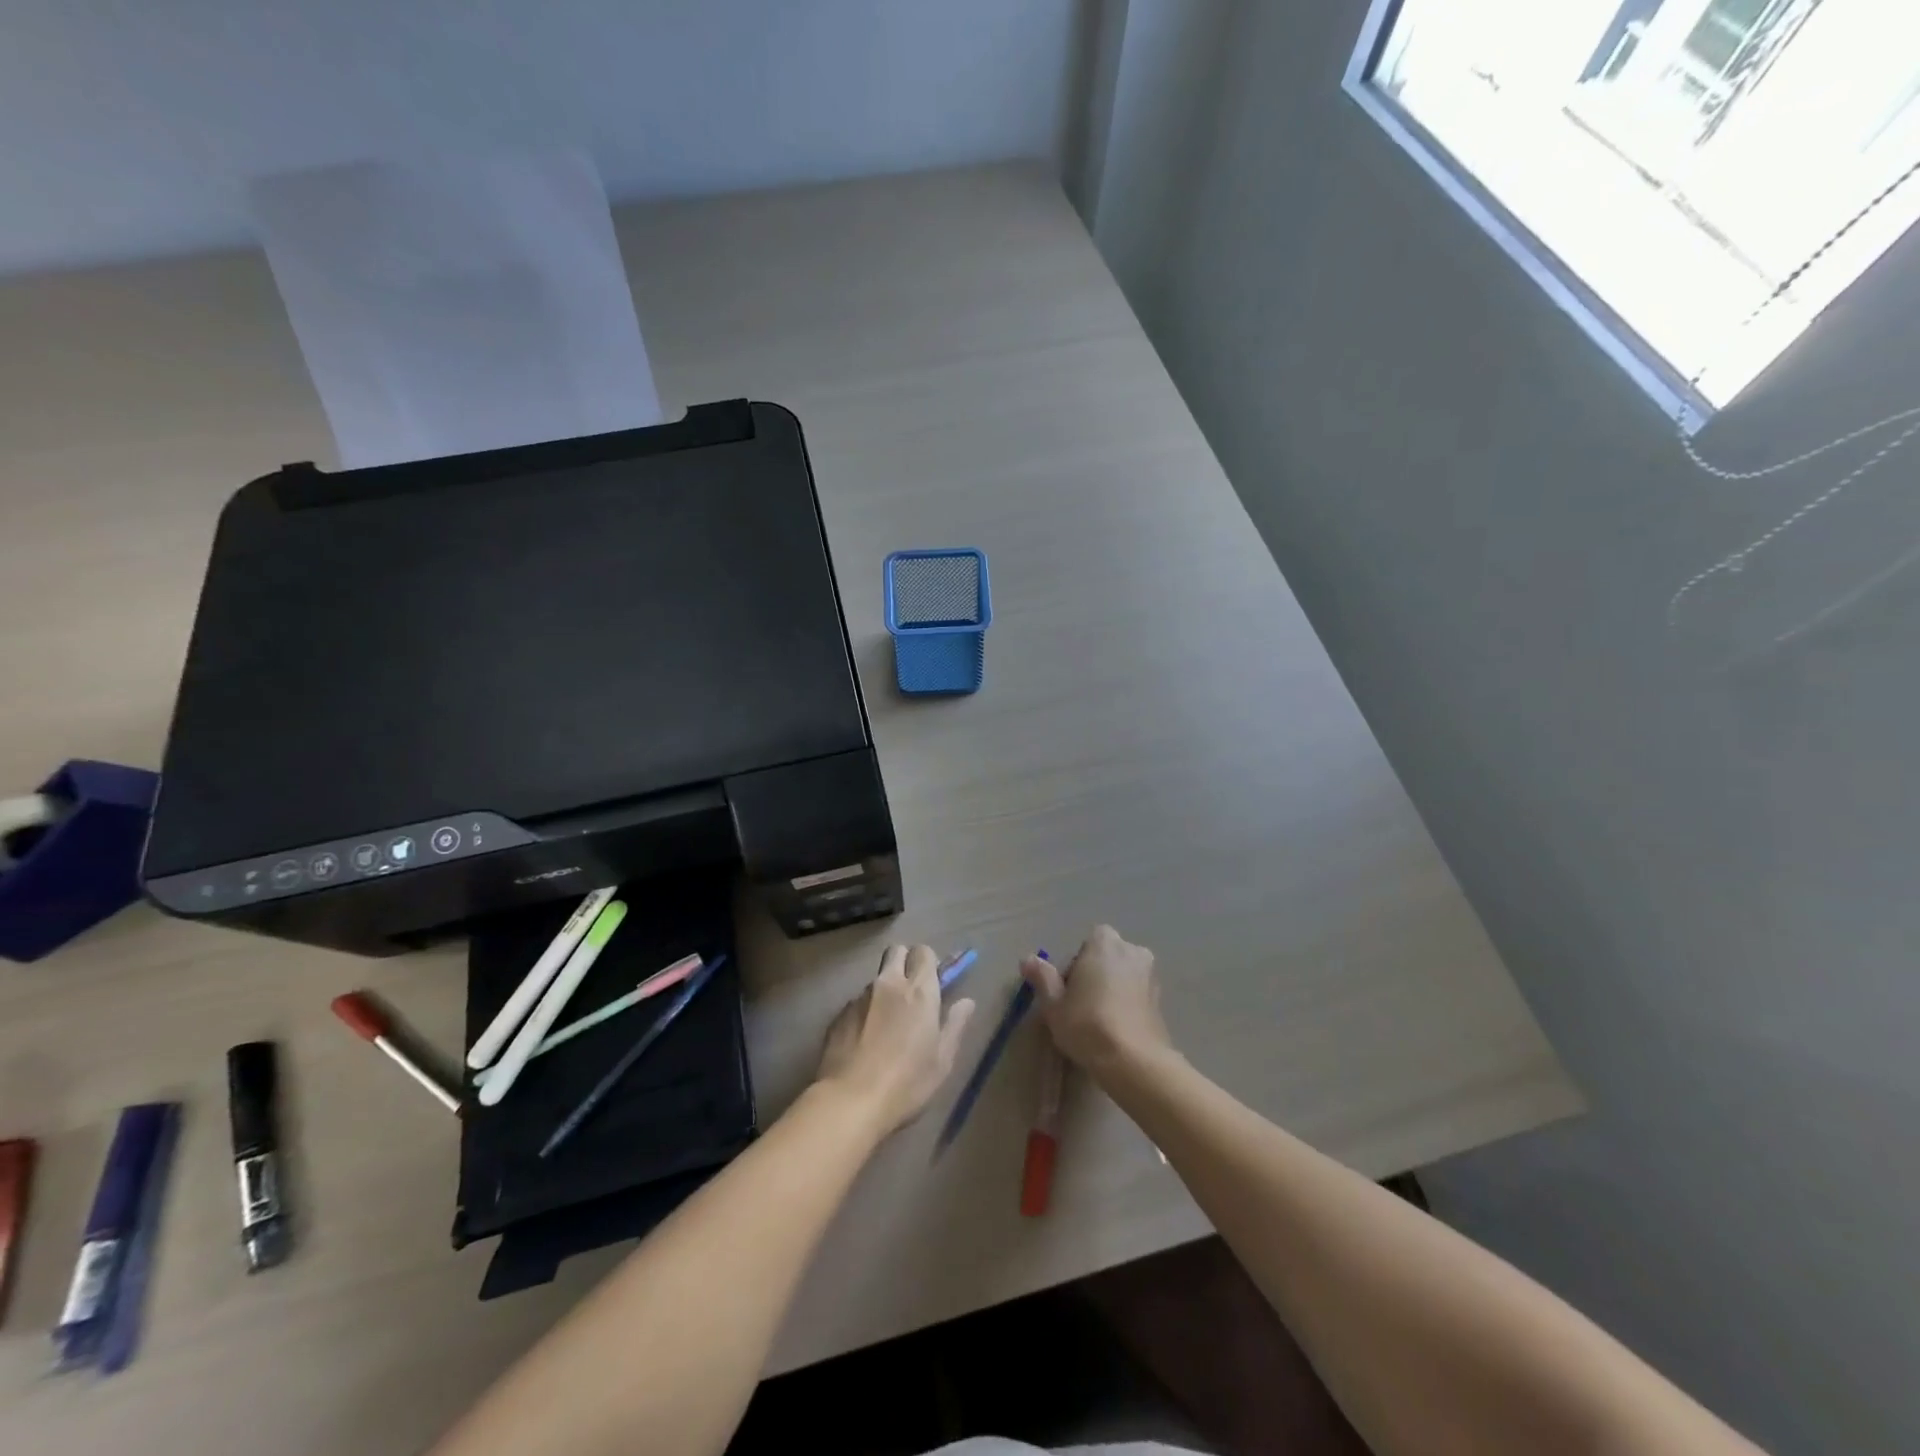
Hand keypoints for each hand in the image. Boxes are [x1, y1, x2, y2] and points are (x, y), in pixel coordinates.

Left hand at [817, 945, 975, 1133]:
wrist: (849, 1102)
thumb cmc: (907, 1083)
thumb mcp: (942, 1060)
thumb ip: (955, 1025)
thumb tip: (966, 1002)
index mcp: (919, 991)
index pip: (924, 952)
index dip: (929, 963)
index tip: (933, 983)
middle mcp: (888, 984)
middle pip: (896, 951)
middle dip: (904, 962)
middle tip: (911, 993)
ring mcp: (860, 997)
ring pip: (876, 978)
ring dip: (884, 991)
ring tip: (886, 1026)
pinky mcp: (838, 1015)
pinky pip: (856, 1002)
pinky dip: (864, 1012)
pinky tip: (864, 1042)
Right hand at [1020, 925, 1173, 1077]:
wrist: (1134, 1062)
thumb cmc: (1087, 1025)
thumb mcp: (1054, 1004)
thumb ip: (1042, 977)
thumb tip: (1028, 959)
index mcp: (1105, 943)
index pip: (1086, 943)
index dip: (1074, 965)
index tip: (1066, 990)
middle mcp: (1132, 951)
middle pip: (1106, 957)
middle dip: (1095, 974)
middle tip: (1079, 1005)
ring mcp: (1151, 975)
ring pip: (1123, 976)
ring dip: (1112, 989)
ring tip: (1097, 1020)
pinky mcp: (1161, 1001)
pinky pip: (1136, 994)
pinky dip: (1126, 1004)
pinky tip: (1115, 1029)